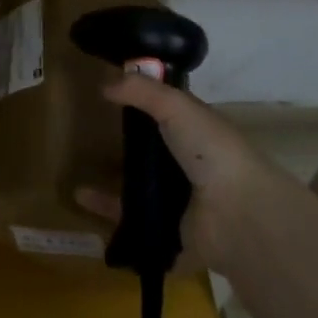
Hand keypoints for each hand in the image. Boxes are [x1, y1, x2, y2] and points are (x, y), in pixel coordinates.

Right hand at [77, 74, 277, 276]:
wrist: (237, 215)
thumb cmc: (211, 152)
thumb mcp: (177, 106)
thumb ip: (142, 90)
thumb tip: (105, 84)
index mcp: (196, 136)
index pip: (166, 118)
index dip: (142, 107)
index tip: (110, 98)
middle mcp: (188, 169)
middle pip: (149, 157)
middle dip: (123, 150)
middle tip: (88, 138)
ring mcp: (178, 203)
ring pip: (137, 190)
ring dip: (110, 182)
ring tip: (80, 170)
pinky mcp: (166, 233)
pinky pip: (130, 220)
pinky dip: (106, 211)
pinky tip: (81, 198)